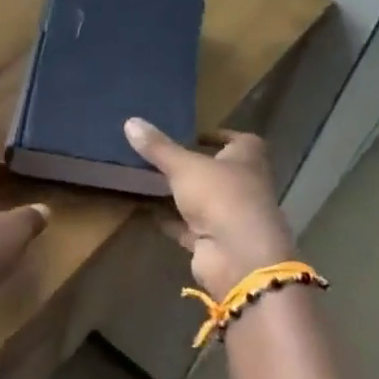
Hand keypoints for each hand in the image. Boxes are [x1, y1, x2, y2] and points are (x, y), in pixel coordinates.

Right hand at [125, 118, 296, 296]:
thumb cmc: (221, 197)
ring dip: (180, 194)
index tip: (193, 135)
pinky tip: (147, 211)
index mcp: (248, 160)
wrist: (238, 256)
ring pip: (202, 200)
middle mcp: (244, 186)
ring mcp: (230, 216)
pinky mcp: (214, 241)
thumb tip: (130, 121)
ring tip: (148, 180)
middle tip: (160, 156)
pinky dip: (171, 220)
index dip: (220, 136)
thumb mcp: (184, 166)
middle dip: (194, 166)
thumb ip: (158, 147)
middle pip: (219, 171)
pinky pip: (188, 227)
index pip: (241, 141)